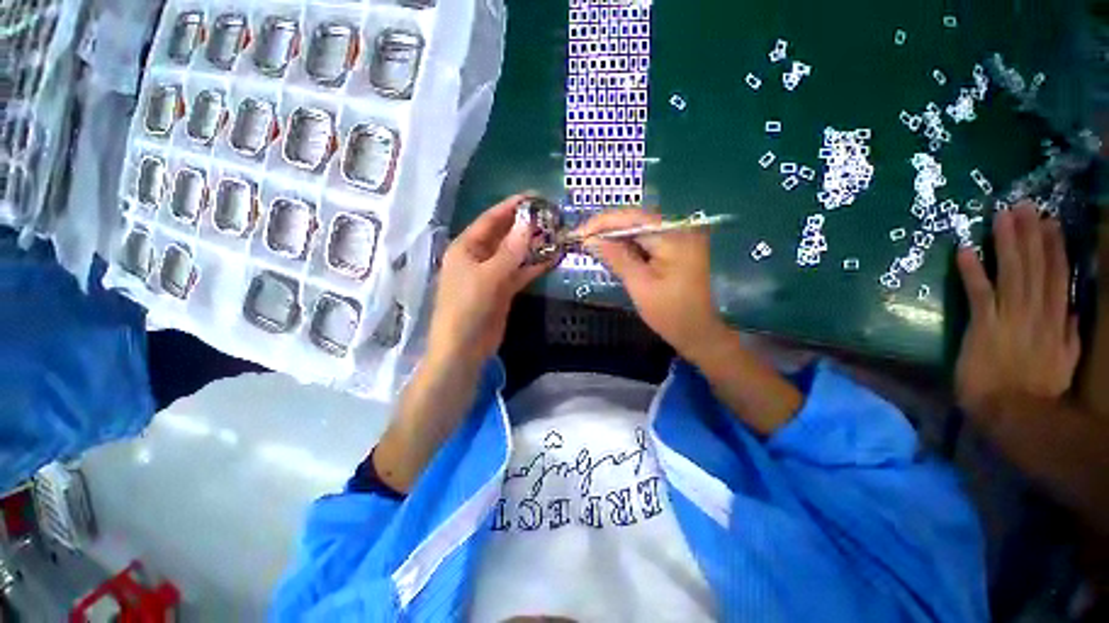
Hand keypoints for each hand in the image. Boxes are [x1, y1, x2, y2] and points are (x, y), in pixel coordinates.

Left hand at [427, 194, 550, 367]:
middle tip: (551, 216)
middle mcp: (478, 257)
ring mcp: (492, 274)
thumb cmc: (468, 308)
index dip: (511, 206)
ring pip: (515, 254)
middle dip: (525, 226)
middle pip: (504, 235)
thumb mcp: (489, 277)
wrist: (464, 349)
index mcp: (466, 247)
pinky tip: (552, 258)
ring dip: (533, 246)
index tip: (535, 196)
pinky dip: (534, 266)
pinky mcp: (503, 290)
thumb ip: (510, 251)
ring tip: (556, 234)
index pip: (491, 219)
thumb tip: (528, 223)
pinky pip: (520, 273)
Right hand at [576, 209, 726, 356]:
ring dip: (615, 237)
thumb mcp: (639, 285)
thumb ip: (615, 258)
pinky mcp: (676, 247)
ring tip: (591, 245)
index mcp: (674, 236)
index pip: (632, 218)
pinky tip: (611, 251)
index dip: (601, 223)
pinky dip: (627, 245)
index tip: (578, 234)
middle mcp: (680, 228)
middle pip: (635, 220)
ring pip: (639, 229)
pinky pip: (646, 239)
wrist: (697, 331)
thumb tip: (590, 240)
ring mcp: (680, 237)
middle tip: (581, 240)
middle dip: (606, 229)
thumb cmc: (669, 313)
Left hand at [955, 203, 1080, 418]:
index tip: (1050, 223)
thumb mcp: (1064, 362)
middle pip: (1035, 267)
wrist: (1010, 411)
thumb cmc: (1036, 390)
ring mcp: (1010, 317)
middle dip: (1030, 235)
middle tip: (1023, 205)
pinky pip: (978, 293)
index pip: (1057, 276)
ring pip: (1011, 273)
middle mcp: (1036, 312)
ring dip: (1007, 244)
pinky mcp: (984, 326)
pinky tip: (965, 250)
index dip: (1054, 248)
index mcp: (1056, 320)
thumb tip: (1074, 311)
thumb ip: (1070, 335)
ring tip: (1002, 216)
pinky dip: (972, 272)